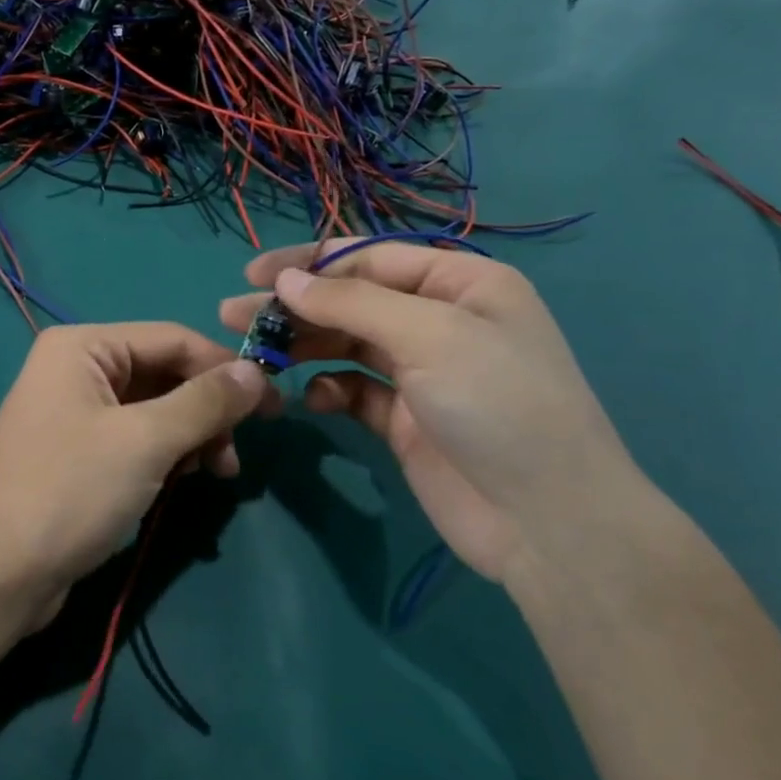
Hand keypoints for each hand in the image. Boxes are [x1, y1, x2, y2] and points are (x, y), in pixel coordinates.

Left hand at [0, 323, 273, 628]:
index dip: (225, 369)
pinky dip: (165, 454)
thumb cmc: (71, 491)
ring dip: (191, 436)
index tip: (274, 407)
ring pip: (153, 408)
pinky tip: (181, 480)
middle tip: (236, 454)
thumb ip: (205, 401)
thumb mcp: (147, 441)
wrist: (0, 574)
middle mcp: (75, 368)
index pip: (172, 339)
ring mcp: (73, 410)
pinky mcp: (77, 451)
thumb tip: (256, 372)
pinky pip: (135, 437)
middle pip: (163, 373)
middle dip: (206, 410)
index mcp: (82, 346)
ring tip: (215, 473)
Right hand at [220, 242, 641, 583]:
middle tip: (232, 317)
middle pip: (350, 301)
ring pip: (345, 344)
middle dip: (293, 307)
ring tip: (253, 354)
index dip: (307, 263)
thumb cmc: (497, 405)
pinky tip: (312, 401)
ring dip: (301, 346)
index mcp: (460, 284)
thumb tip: (285, 282)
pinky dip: (328, 390)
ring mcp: (422, 372)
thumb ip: (350, 304)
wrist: (548, 522)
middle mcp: (440, 320)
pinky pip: (353, 390)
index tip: (251, 277)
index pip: (368, 257)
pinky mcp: (404, 419)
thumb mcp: (429, 336)